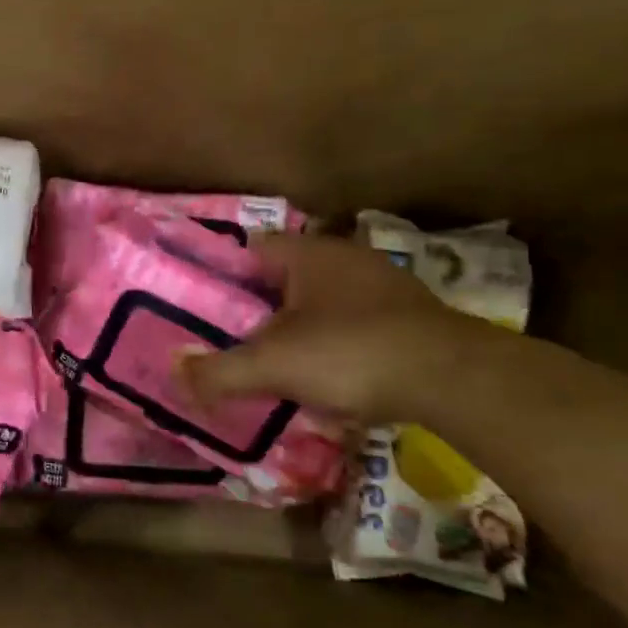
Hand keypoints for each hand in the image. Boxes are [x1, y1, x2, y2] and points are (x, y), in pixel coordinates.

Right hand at [184, 234, 484, 423]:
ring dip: (299, 324)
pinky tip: (329, 371)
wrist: (454, 378)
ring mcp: (382, 284)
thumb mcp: (273, 365)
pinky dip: (335, 340)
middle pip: (285, 276)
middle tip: (232, 337)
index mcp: (307, 254)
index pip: (251, 248)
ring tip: (274, 359)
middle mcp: (345, 257)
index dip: (224, 274)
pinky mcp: (408, 315)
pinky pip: (354, 320)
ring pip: (321, 299)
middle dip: (259, 305)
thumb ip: (218, 371)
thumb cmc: (350, 353)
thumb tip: (174, 374)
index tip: (204, 305)